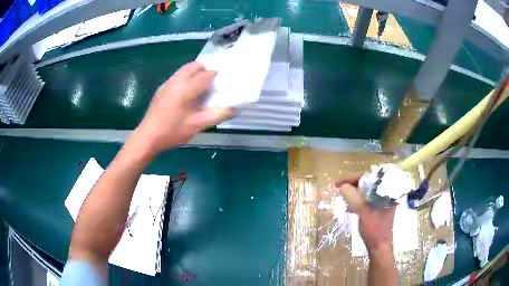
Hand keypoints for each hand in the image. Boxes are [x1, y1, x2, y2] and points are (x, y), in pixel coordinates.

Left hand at [134, 62, 233, 152]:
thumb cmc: (173, 131)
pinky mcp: (162, 88)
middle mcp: (176, 81)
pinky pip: (178, 76)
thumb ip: (217, 115)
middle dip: (205, 71)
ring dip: (195, 74)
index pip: (206, 75)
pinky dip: (186, 79)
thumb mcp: (197, 125)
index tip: (223, 84)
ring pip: (185, 69)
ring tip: (200, 90)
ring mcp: (167, 83)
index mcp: (186, 88)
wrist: (148, 136)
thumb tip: (233, 108)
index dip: (217, 77)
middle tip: (211, 85)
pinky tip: (186, 95)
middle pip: (194, 65)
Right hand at [335, 175, 395, 253]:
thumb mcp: (362, 210)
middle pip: (367, 182)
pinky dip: (358, 199)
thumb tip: (343, 186)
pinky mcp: (380, 207)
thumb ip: (353, 196)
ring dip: (354, 192)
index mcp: (386, 190)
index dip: (352, 178)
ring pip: (366, 191)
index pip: (368, 177)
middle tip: (339, 187)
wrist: (379, 245)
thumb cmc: (374, 227)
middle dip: (352, 184)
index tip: (338, 182)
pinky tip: (350, 204)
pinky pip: (367, 198)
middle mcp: (386, 192)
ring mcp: (383, 200)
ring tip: (343, 194)